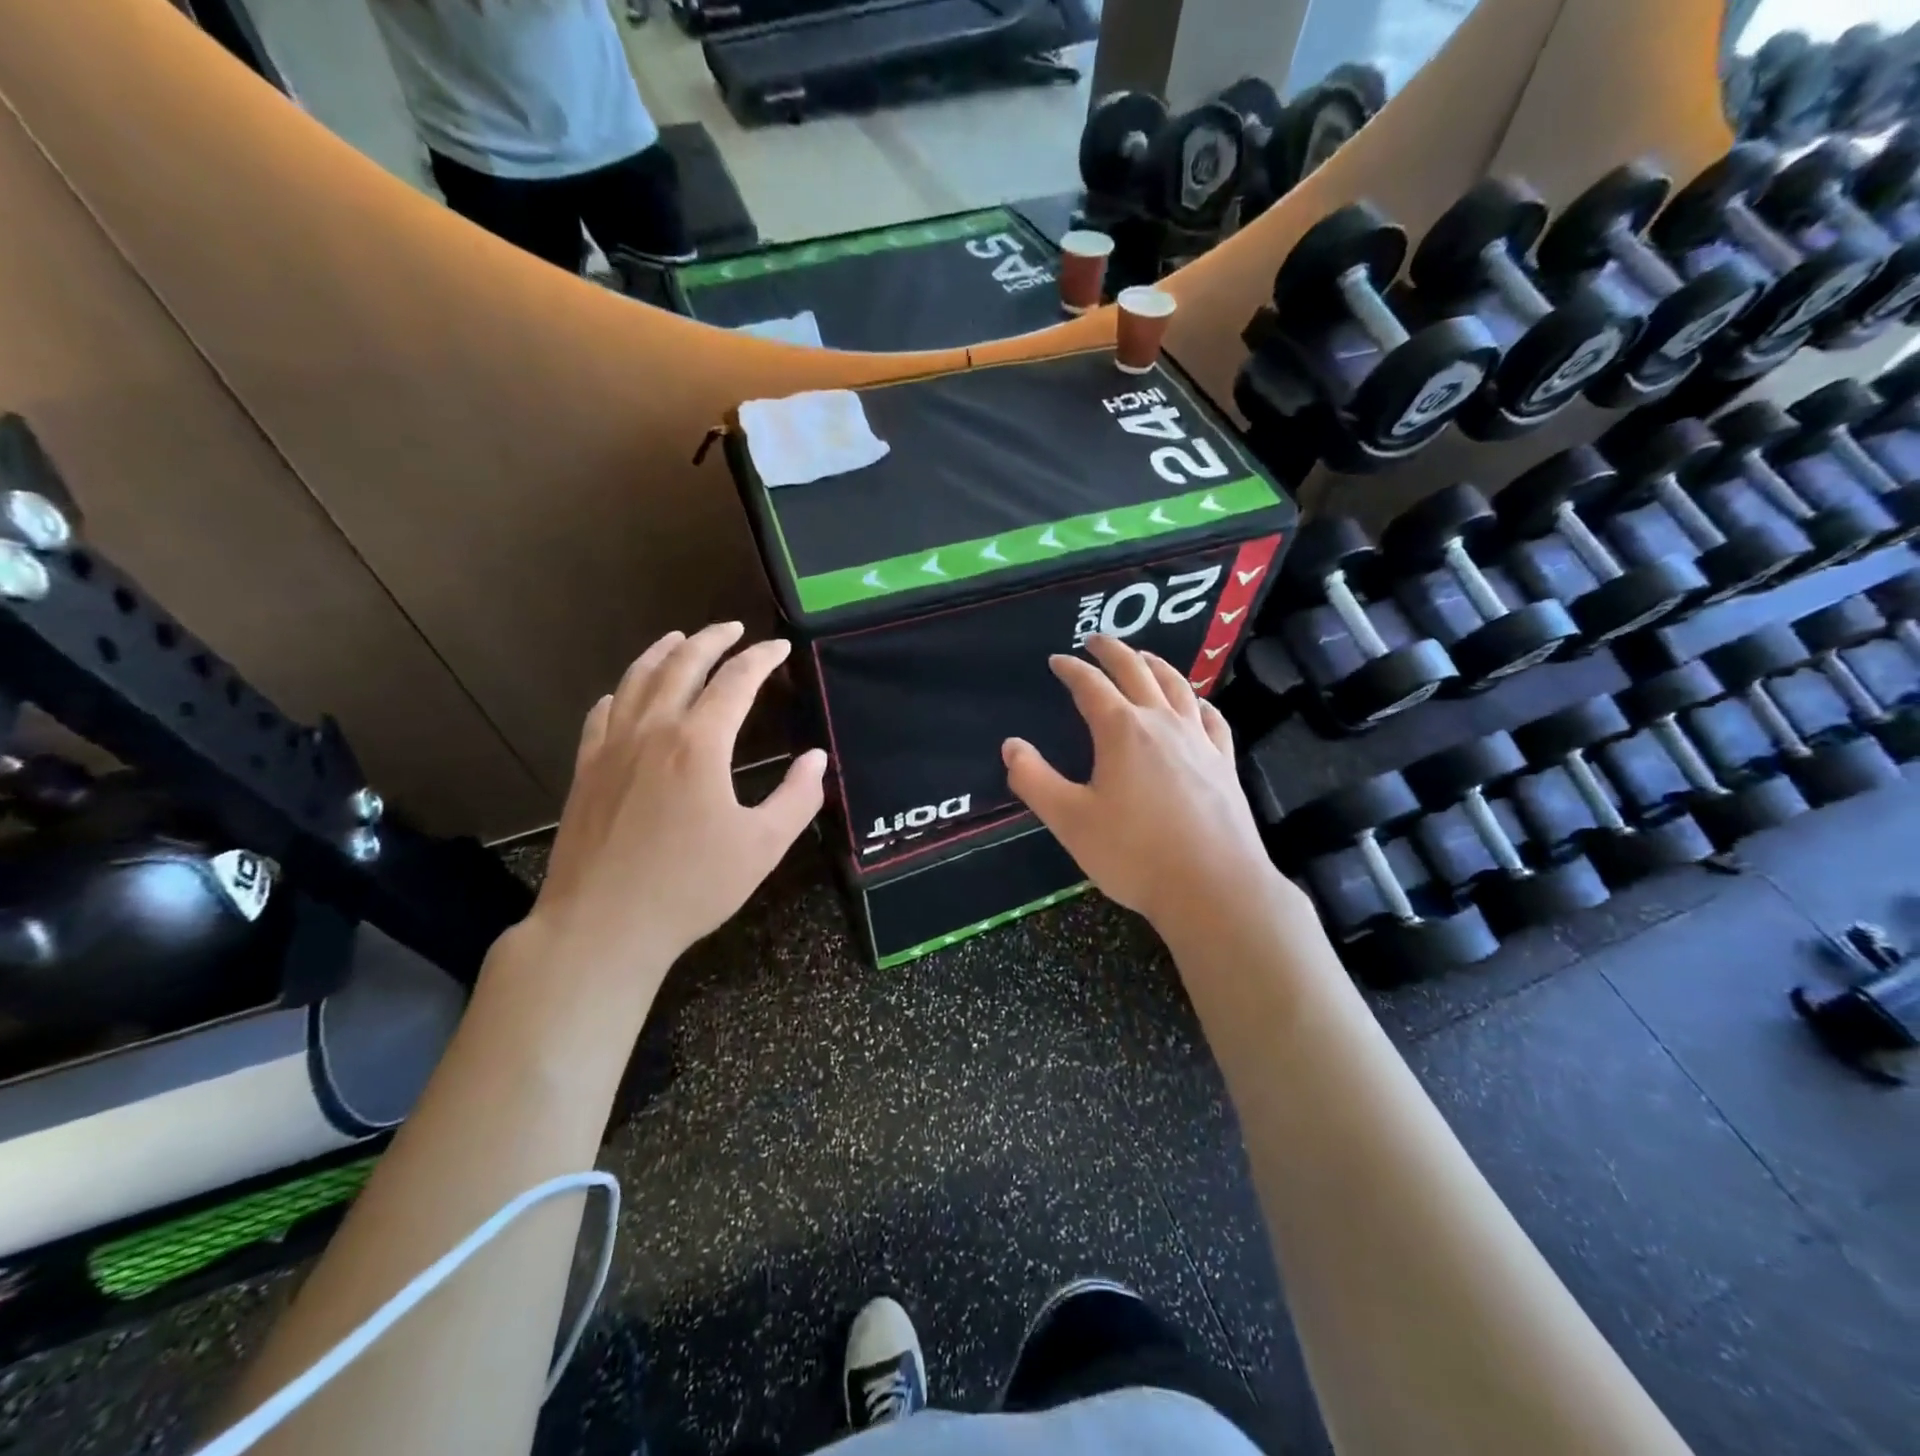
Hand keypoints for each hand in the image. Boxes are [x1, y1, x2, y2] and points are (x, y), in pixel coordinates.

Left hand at [529, 623, 825, 988]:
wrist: (602, 926)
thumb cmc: (691, 887)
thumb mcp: (762, 847)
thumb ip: (797, 797)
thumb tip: (815, 759)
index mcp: (699, 744)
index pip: (735, 681)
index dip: (761, 659)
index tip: (779, 647)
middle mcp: (652, 731)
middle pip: (681, 665)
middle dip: (711, 640)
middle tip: (733, 628)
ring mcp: (611, 748)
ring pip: (636, 681)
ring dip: (662, 653)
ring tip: (679, 639)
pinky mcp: (585, 771)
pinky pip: (601, 715)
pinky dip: (619, 693)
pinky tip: (623, 694)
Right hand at [1003, 634, 1281, 936]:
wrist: (1214, 887)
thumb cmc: (1134, 854)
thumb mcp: (1070, 820)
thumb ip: (1035, 780)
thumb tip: (1011, 746)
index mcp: (1122, 730)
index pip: (1091, 685)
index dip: (1071, 669)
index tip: (1057, 661)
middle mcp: (1162, 723)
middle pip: (1137, 671)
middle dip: (1113, 651)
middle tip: (1096, 641)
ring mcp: (1199, 740)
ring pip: (1177, 686)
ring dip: (1156, 665)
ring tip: (1143, 657)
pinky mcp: (1223, 763)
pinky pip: (1210, 717)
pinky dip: (1196, 701)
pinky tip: (1195, 704)